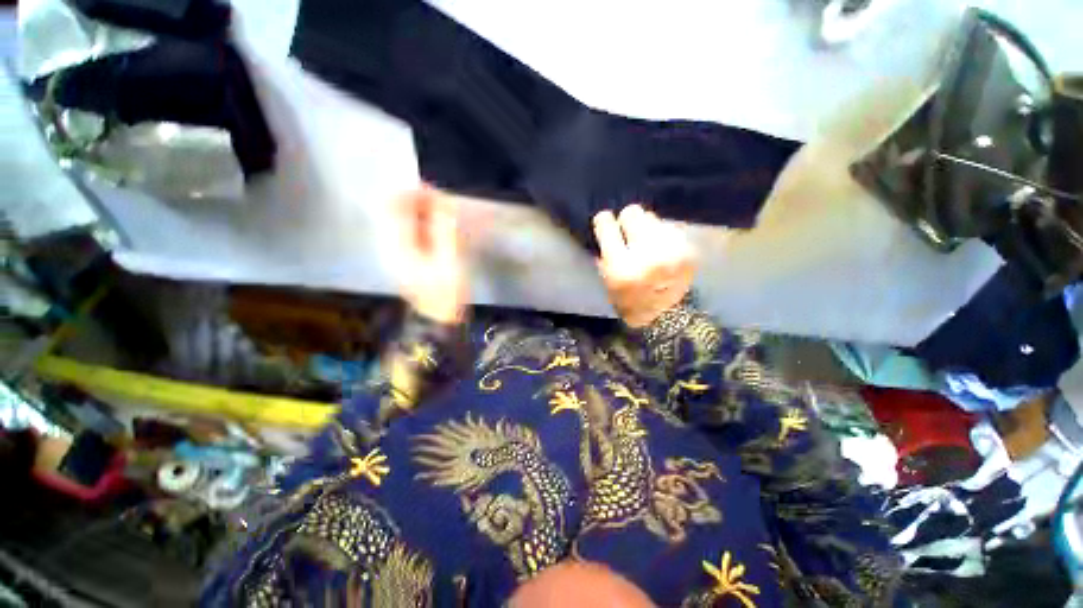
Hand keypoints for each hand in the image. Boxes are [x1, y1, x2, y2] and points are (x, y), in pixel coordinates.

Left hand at [395, 185, 468, 323]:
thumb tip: (441, 201)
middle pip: (393, 211)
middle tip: (442, 201)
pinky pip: (407, 230)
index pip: (394, 208)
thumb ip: (444, 230)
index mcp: (397, 247)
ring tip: (442, 211)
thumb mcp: (449, 261)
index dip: (411, 193)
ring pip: (400, 219)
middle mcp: (388, 245)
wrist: (439, 317)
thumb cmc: (446, 292)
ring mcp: (394, 251)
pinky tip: (437, 225)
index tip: (435, 190)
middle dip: (416, 200)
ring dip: (419, 210)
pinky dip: (421, 222)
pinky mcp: (403, 256)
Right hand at [593, 205, 695, 327]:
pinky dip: (662, 235)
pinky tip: (661, 249)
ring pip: (652, 217)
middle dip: (627, 221)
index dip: (604, 221)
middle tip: (628, 233)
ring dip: (646, 227)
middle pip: (633, 213)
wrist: (666, 317)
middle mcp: (647, 254)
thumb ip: (605, 254)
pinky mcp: (688, 250)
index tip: (606, 223)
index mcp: (622, 267)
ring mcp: (671, 250)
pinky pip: (668, 228)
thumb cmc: (630, 301)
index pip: (607, 225)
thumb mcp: (607, 282)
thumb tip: (607, 229)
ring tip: (646, 243)